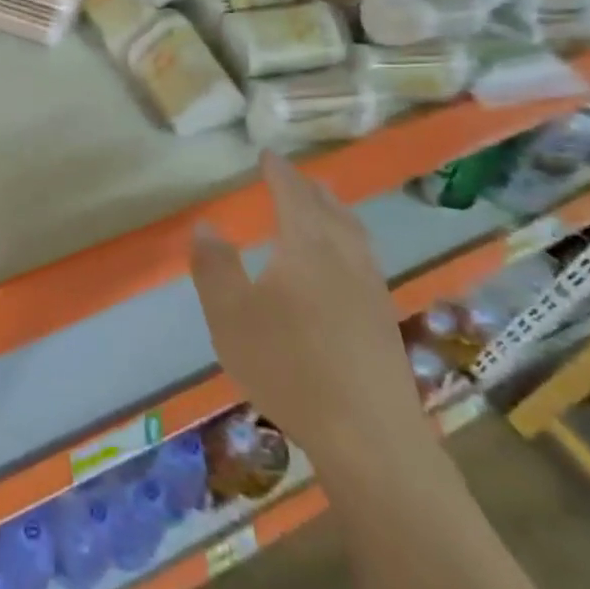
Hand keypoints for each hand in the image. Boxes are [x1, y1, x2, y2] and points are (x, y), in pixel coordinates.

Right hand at [190, 152, 429, 478]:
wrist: (369, 434)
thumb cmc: (288, 367)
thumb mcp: (230, 317)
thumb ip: (215, 267)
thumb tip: (205, 225)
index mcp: (306, 247)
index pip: (292, 195)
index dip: (278, 172)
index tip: (268, 154)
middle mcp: (344, 257)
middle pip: (329, 210)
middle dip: (310, 188)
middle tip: (295, 175)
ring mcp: (371, 289)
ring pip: (354, 234)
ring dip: (336, 211)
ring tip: (324, 206)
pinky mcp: (384, 320)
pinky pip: (365, 259)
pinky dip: (350, 242)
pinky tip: (345, 265)